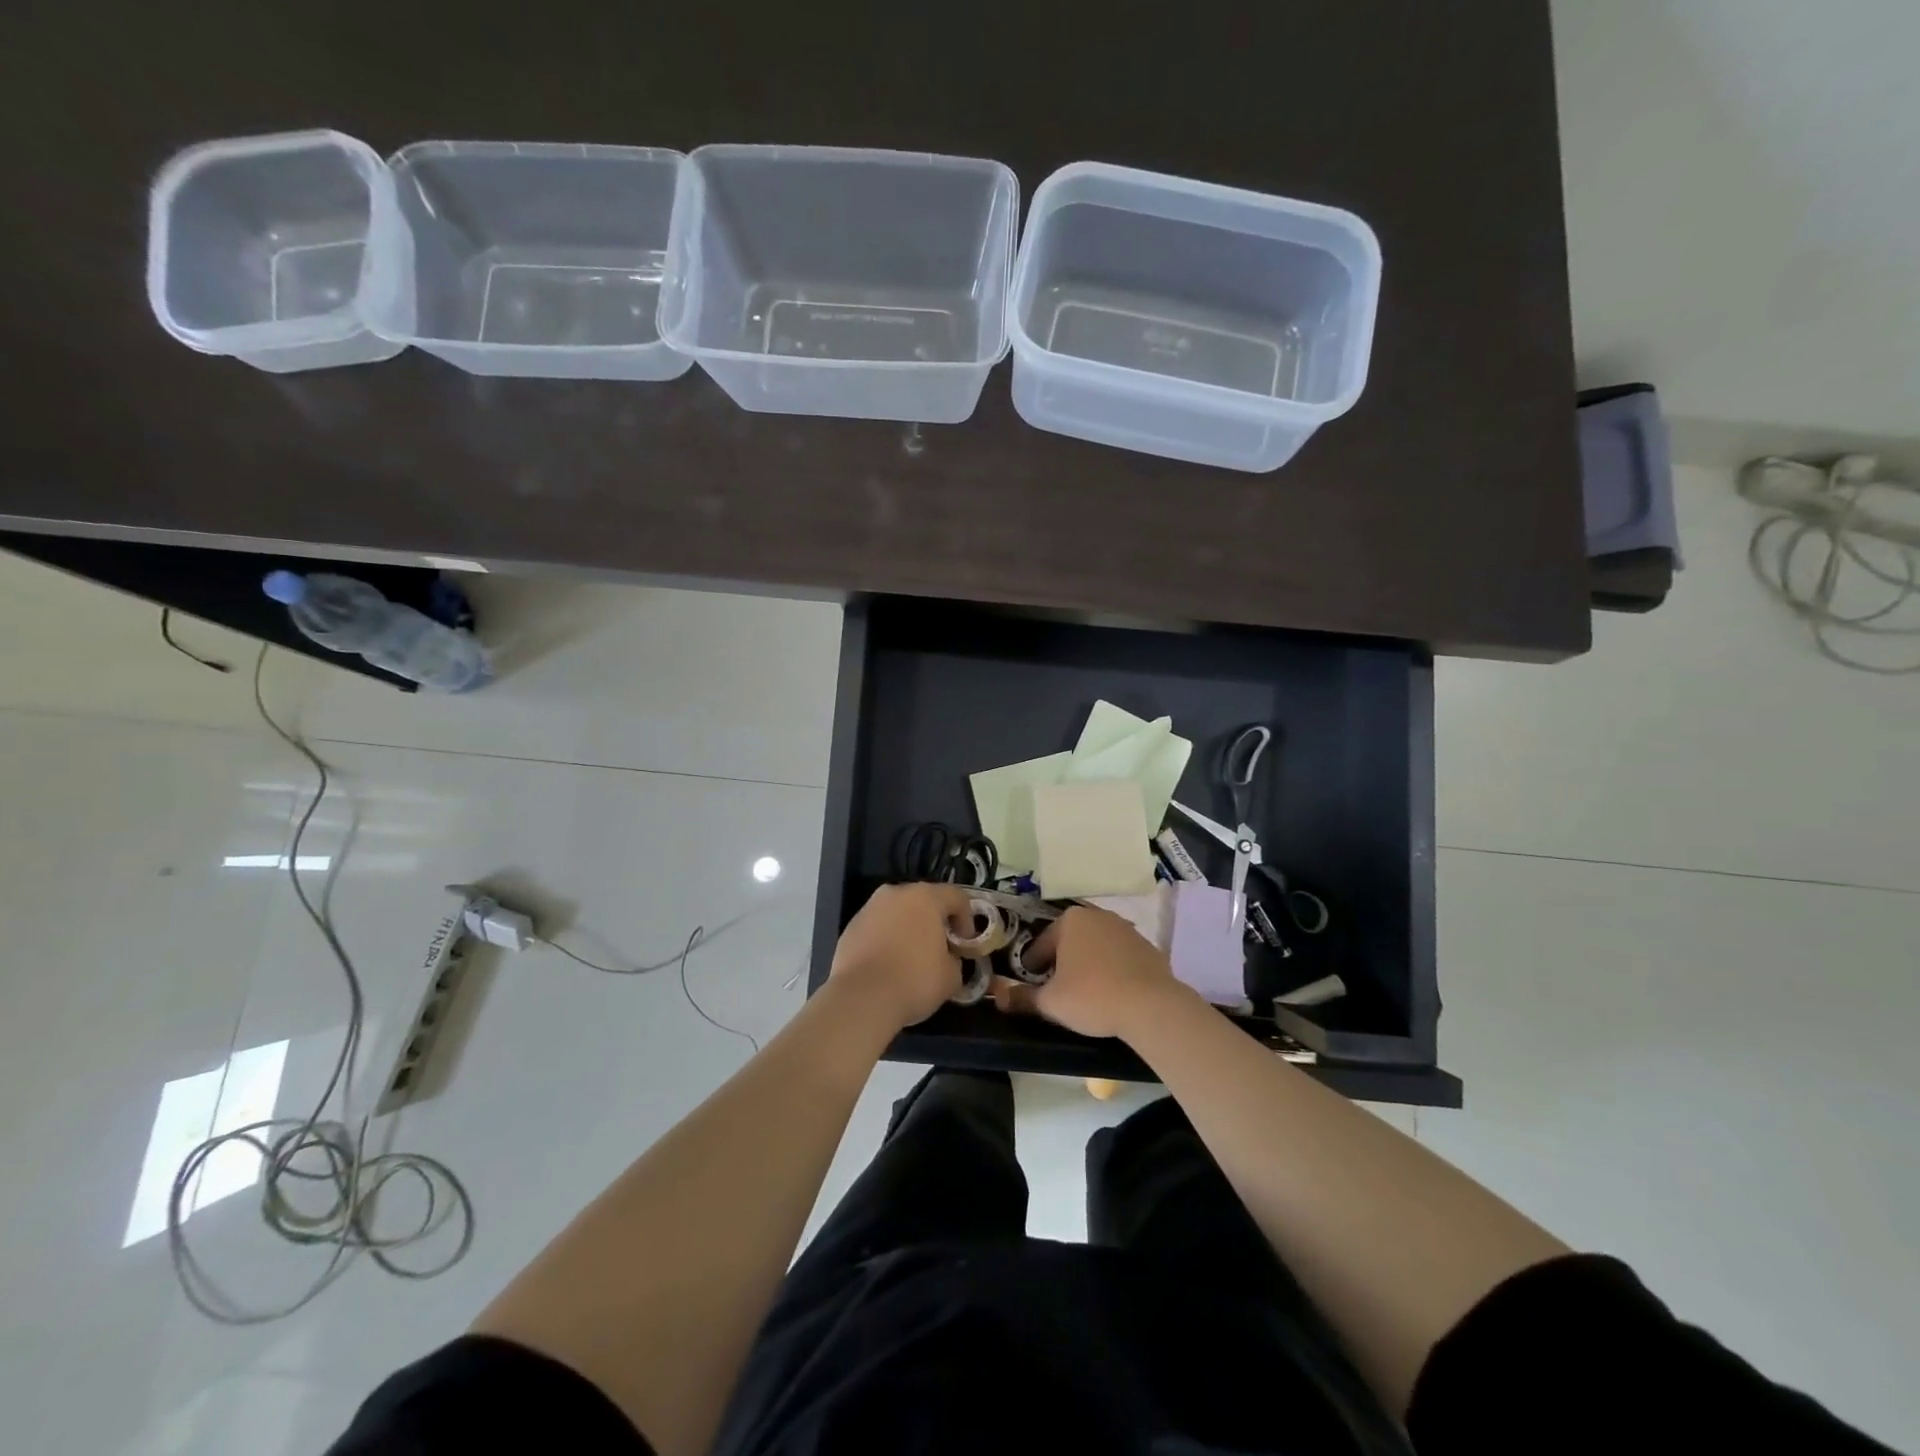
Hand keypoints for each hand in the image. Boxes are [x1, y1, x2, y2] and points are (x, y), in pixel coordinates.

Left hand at [829, 883, 973, 1030]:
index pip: (956, 897)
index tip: (965, 944)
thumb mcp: (952, 976)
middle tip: (941, 947)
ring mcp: (870, 908)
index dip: (967, 919)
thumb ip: (955, 960)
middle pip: (924, 900)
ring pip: (898, 912)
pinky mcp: (851, 926)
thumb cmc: (915, 981)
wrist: (862, 998)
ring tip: (912, 956)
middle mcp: (896, 893)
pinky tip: (889, 964)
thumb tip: (948, 959)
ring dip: (909, 928)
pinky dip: (887, 939)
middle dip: (936, 921)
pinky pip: (878, 927)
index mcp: (925, 897)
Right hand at [994, 905, 1188, 1039]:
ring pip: (1095, 946)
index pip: (1040, 944)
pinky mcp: (1147, 947)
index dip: (1031, 966)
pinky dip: (1111, 969)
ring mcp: (1125, 929)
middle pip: (1068, 940)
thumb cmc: (1092, 997)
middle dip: (1060, 962)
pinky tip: (1111, 992)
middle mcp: (1097, 916)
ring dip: (1086, 963)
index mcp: (1069, 920)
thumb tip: (998, 996)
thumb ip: (1022, 997)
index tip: (1029, 984)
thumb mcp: (1051, 1002)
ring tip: (1084, 992)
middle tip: (1055, 988)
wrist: (1152, 1006)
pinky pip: (1119, 957)